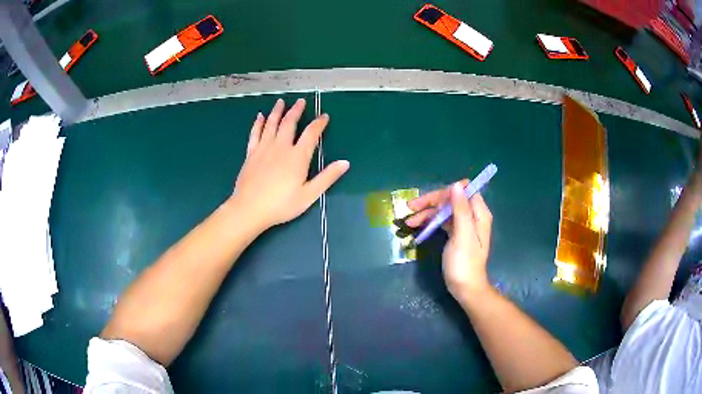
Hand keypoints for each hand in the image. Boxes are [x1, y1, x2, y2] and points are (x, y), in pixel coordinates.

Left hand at [232, 98, 348, 230]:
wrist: (249, 209)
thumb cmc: (281, 205)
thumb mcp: (309, 195)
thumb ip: (327, 177)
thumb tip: (345, 163)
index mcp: (297, 156)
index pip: (311, 134)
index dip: (319, 123)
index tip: (324, 116)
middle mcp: (281, 147)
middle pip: (289, 123)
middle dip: (296, 111)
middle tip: (300, 101)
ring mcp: (264, 148)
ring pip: (271, 124)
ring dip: (277, 111)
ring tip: (281, 102)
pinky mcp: (251, 153)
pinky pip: (255, 133)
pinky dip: (258, 123)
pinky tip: (260, 116)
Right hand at [407, 182, 492, 298]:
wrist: (465, 288)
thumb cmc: (464, 263)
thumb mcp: (462, 235)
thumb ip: (460, 209)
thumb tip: (457, 184)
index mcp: (478, 213)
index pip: (465, 190)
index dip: (448, 192)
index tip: (431, 201)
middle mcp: (472, 216)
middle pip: (451, 199)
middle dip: (432, 202)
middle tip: (411, 208)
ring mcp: (463, 225)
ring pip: (444, 210)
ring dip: (427, 213)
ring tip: (408, 221)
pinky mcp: (455, 234)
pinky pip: (442, 221)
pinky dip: (430, 222)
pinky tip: (417, 226)